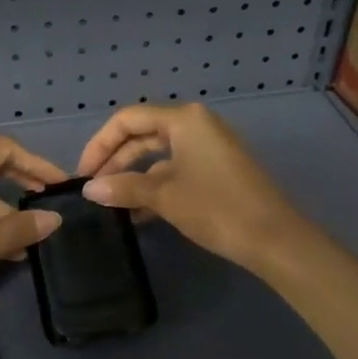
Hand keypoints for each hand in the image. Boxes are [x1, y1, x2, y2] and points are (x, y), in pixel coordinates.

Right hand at [76, 103, 305, 272]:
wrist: (275, 239)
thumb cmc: (217, 207)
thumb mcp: (164, 196)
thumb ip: (123, 187)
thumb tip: (89, 189)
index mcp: (184, 119)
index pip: (128, 120)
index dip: (100, 144)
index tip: (83, 174)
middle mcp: (196, 125)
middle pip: (142, 134)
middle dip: (114, 160)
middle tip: (92, 189)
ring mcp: (208, 147)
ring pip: (158, 154)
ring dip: (132, 176)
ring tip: (109, 203)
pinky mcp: (216, 169)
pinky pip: (175, 169)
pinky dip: (154, 185)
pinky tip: (136, 212)